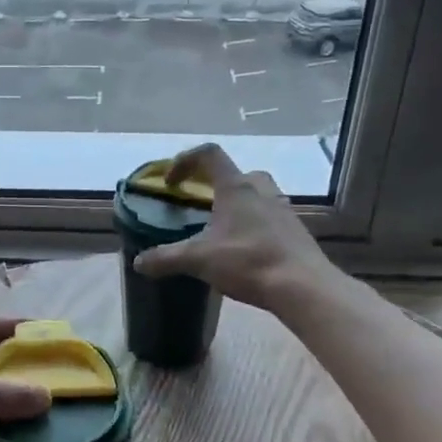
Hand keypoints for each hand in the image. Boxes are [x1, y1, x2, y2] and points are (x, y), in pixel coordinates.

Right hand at [132, 143, 333, 310]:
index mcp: (236, 188)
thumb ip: (165, 258)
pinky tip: (245, 249)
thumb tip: (138, 262)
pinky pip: (271, 217)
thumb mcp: (198, 260)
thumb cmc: (248, 261)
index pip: (209, 154)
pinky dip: (255, 224)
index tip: (171, 182)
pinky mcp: (295, 231)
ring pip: (258, 194)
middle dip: (216, 184)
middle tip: (202, 204)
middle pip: (238, 173)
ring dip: (239, 204)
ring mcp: (283, 209)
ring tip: (222, 228)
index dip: (185, 161)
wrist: (303, 287)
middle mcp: (262, 190)